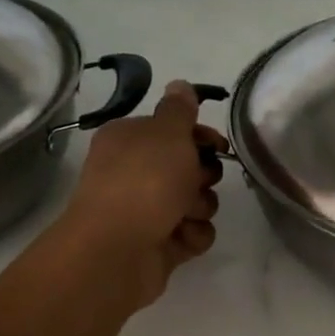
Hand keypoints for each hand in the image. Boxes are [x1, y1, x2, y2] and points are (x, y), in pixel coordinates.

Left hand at [56, 81, 227, 310]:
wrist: (116, 251)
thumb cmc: (143, 181)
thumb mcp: (167, 133)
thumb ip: (180, 109)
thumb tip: (180, 84)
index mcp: (129, 140)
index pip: (173, 130)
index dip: (200, 136)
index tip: (219, 146)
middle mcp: (134, 173)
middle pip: (188, 167)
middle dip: (203, 175)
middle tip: (196, 180)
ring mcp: (145, 211)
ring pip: (195, 202)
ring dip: (200, 207)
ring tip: (185, 214)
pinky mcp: (158, 244)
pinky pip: (192, 234)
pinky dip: (192, 235)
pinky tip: (182, 237)